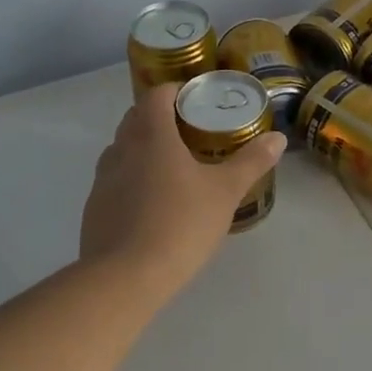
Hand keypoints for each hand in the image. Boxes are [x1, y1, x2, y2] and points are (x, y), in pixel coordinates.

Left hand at [80, 84, 287, 297]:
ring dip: (144, 149)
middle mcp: (121, 148)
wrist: (124, 279)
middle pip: (137, 118)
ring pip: (123, 150)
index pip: (156, 95)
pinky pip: (115, 181)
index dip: (176, 91)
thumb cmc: (179, 223)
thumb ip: (251, 162)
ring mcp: (103, 180)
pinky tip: (153, 205)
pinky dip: (132, 180)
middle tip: (191, 132)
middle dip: (161, 118)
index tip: (197, 100)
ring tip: (173, 168)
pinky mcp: (94, 209)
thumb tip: (278, 137)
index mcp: (151, 135)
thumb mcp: (225, 192)